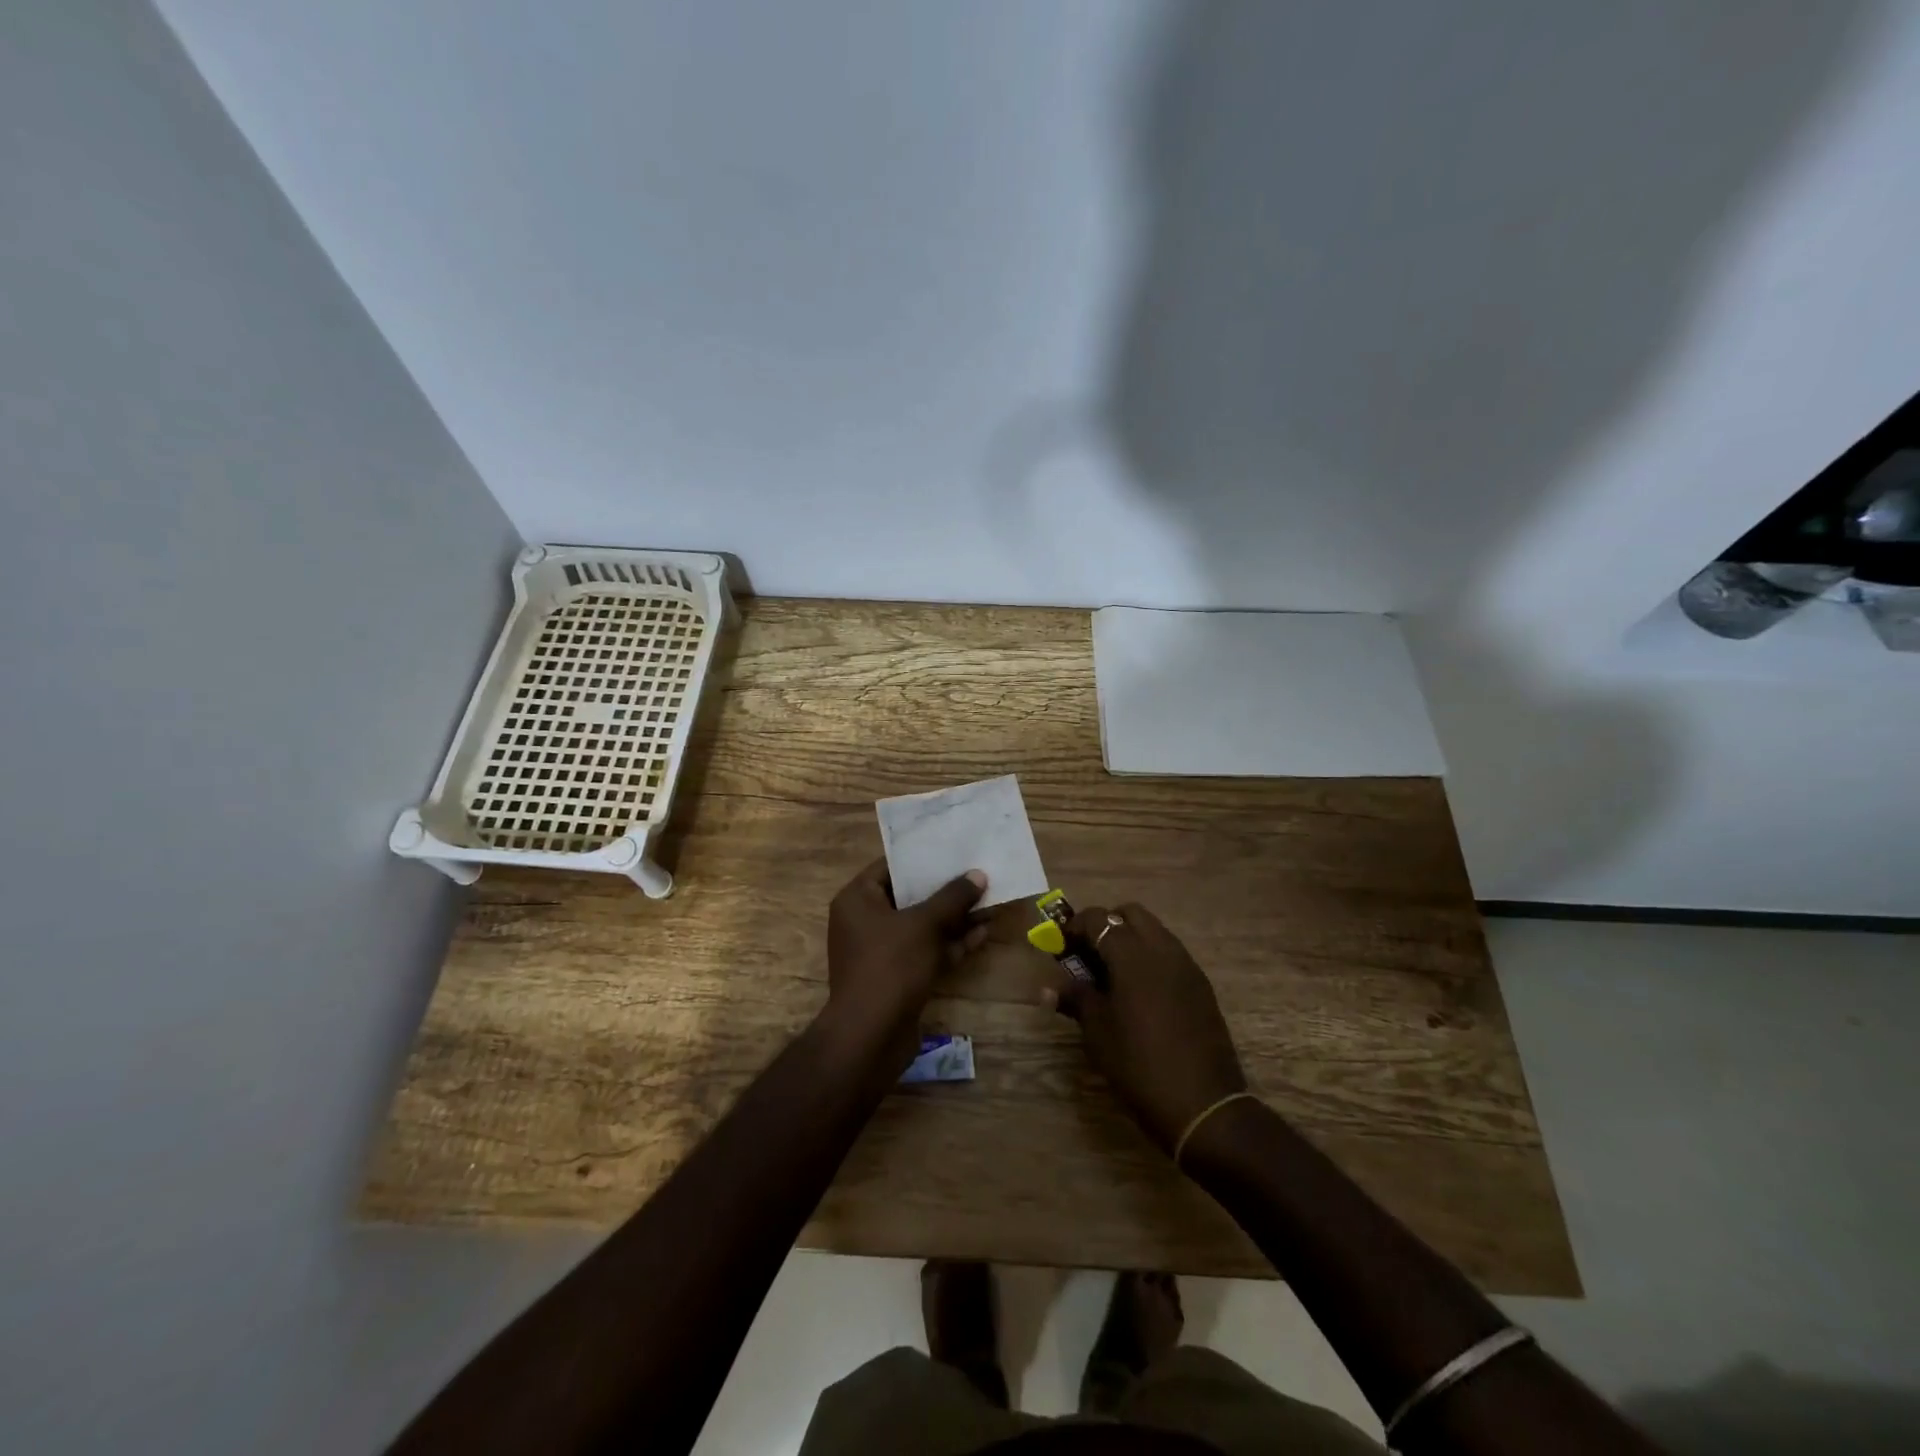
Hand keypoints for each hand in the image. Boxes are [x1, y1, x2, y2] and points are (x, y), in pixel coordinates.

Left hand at [824, 858, 987, 1068]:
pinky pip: (925, 951)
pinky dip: (950, 944)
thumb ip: (952, 897)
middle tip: (978, 874)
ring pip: (922, 926)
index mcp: (857, 899)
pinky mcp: (897, 977)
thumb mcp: (924, 924)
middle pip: (910, 897)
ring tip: (990, 902)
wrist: (870, 1036)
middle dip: (946, 890)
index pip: (891, 867)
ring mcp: (881, 952)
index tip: (954, 848)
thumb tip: (977, 875)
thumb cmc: (891, 966)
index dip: (923, 858)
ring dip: (954, 918)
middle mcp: (864, 921)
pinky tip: (982, 934)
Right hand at [1047, 902, 1246, 1153]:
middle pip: (1131, 914)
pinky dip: (1151, 958)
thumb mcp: (1098, 1032)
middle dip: (1107, 925)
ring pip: (1154, 931)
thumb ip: (1075, 998)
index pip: (1098, 919)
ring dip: (1131, 940)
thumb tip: (1049, 988)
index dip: (1075, 927)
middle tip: (1090, 955)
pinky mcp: (1201, 985)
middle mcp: (1162, 949)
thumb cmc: (1139, 1065)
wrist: (1202, 1105)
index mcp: (1132, 956)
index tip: (1062, 947)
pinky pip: (1171, 954)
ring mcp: (1187, 966)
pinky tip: (1141, 994)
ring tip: (1114, 975)